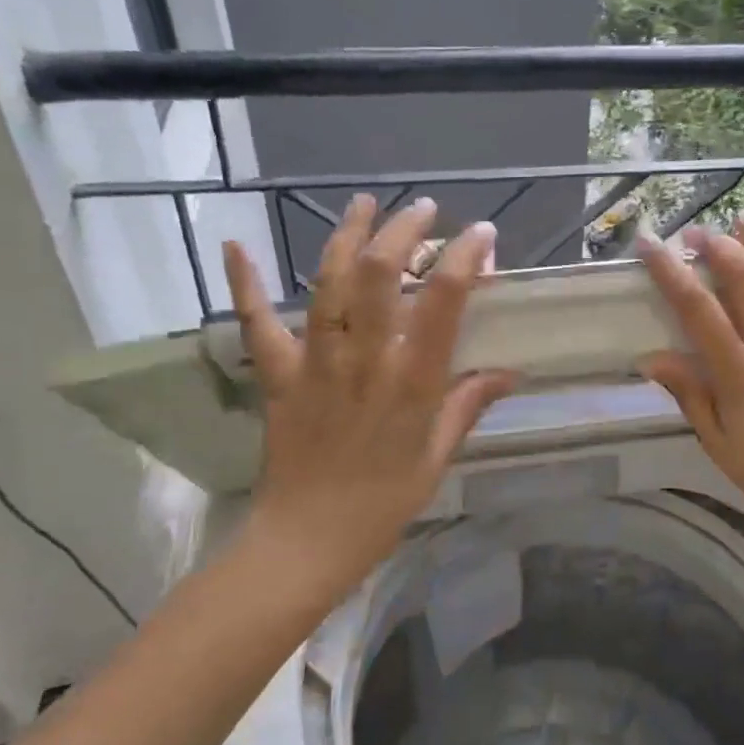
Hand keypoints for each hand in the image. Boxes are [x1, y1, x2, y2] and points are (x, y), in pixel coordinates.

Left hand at [222, 195, 516, 588]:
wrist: (307, 541)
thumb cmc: (383, 504)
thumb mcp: (437, 457)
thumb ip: (468, 405)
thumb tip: (509, 371)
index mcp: (411, 383)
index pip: (443, 303)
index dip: (464, 259)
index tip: (481, 235)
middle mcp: (364, 361)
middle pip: (379, 275)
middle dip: (404, 231)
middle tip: (424, 210)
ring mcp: (316, 364)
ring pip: (328, 284)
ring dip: (346, 236)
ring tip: (365, 203)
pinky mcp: (279, 376)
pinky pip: (257, 324)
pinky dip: (245, 285)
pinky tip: (234, 245)